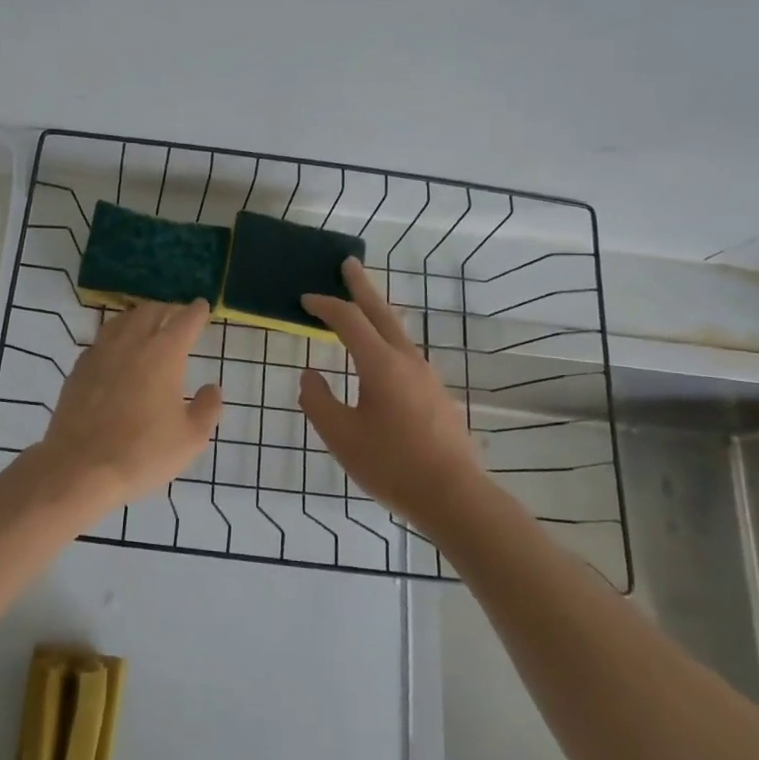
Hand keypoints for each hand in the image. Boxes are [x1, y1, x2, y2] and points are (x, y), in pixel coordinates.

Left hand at [30, 299, 222, 515]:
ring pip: (123, 320)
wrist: (80, 467)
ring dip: (139, 317)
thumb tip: (211, 387)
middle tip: (177, 316)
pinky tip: (117, 350)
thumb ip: (207, 408)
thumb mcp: (190, 439)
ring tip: (147, 325)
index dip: (196, 311)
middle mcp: (132, 342)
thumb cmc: (142, 453)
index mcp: (164, 353)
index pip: (185, 320)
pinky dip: (116, 336)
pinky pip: (102, 339)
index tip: (201, 306)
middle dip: (168, 309)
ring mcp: (101, 352)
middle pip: (151, 311)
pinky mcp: (79, 367)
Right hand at [299, 260, 482, 526]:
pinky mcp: (437, 394)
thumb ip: (318, 400)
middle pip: (381, 312)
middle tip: (348, 263)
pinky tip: (381, 358)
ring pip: (397, 332)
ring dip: (377, 313)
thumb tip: (310, 375)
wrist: (454, 496)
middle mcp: (407, 360)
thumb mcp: (340, 436)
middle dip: (362, 286)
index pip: (349, 320)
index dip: (325, 306)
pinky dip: (387, 340)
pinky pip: (406, 354)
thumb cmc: (391, 464)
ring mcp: (427, 376)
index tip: (305, 299)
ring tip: (362, 308)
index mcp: (381, 364)